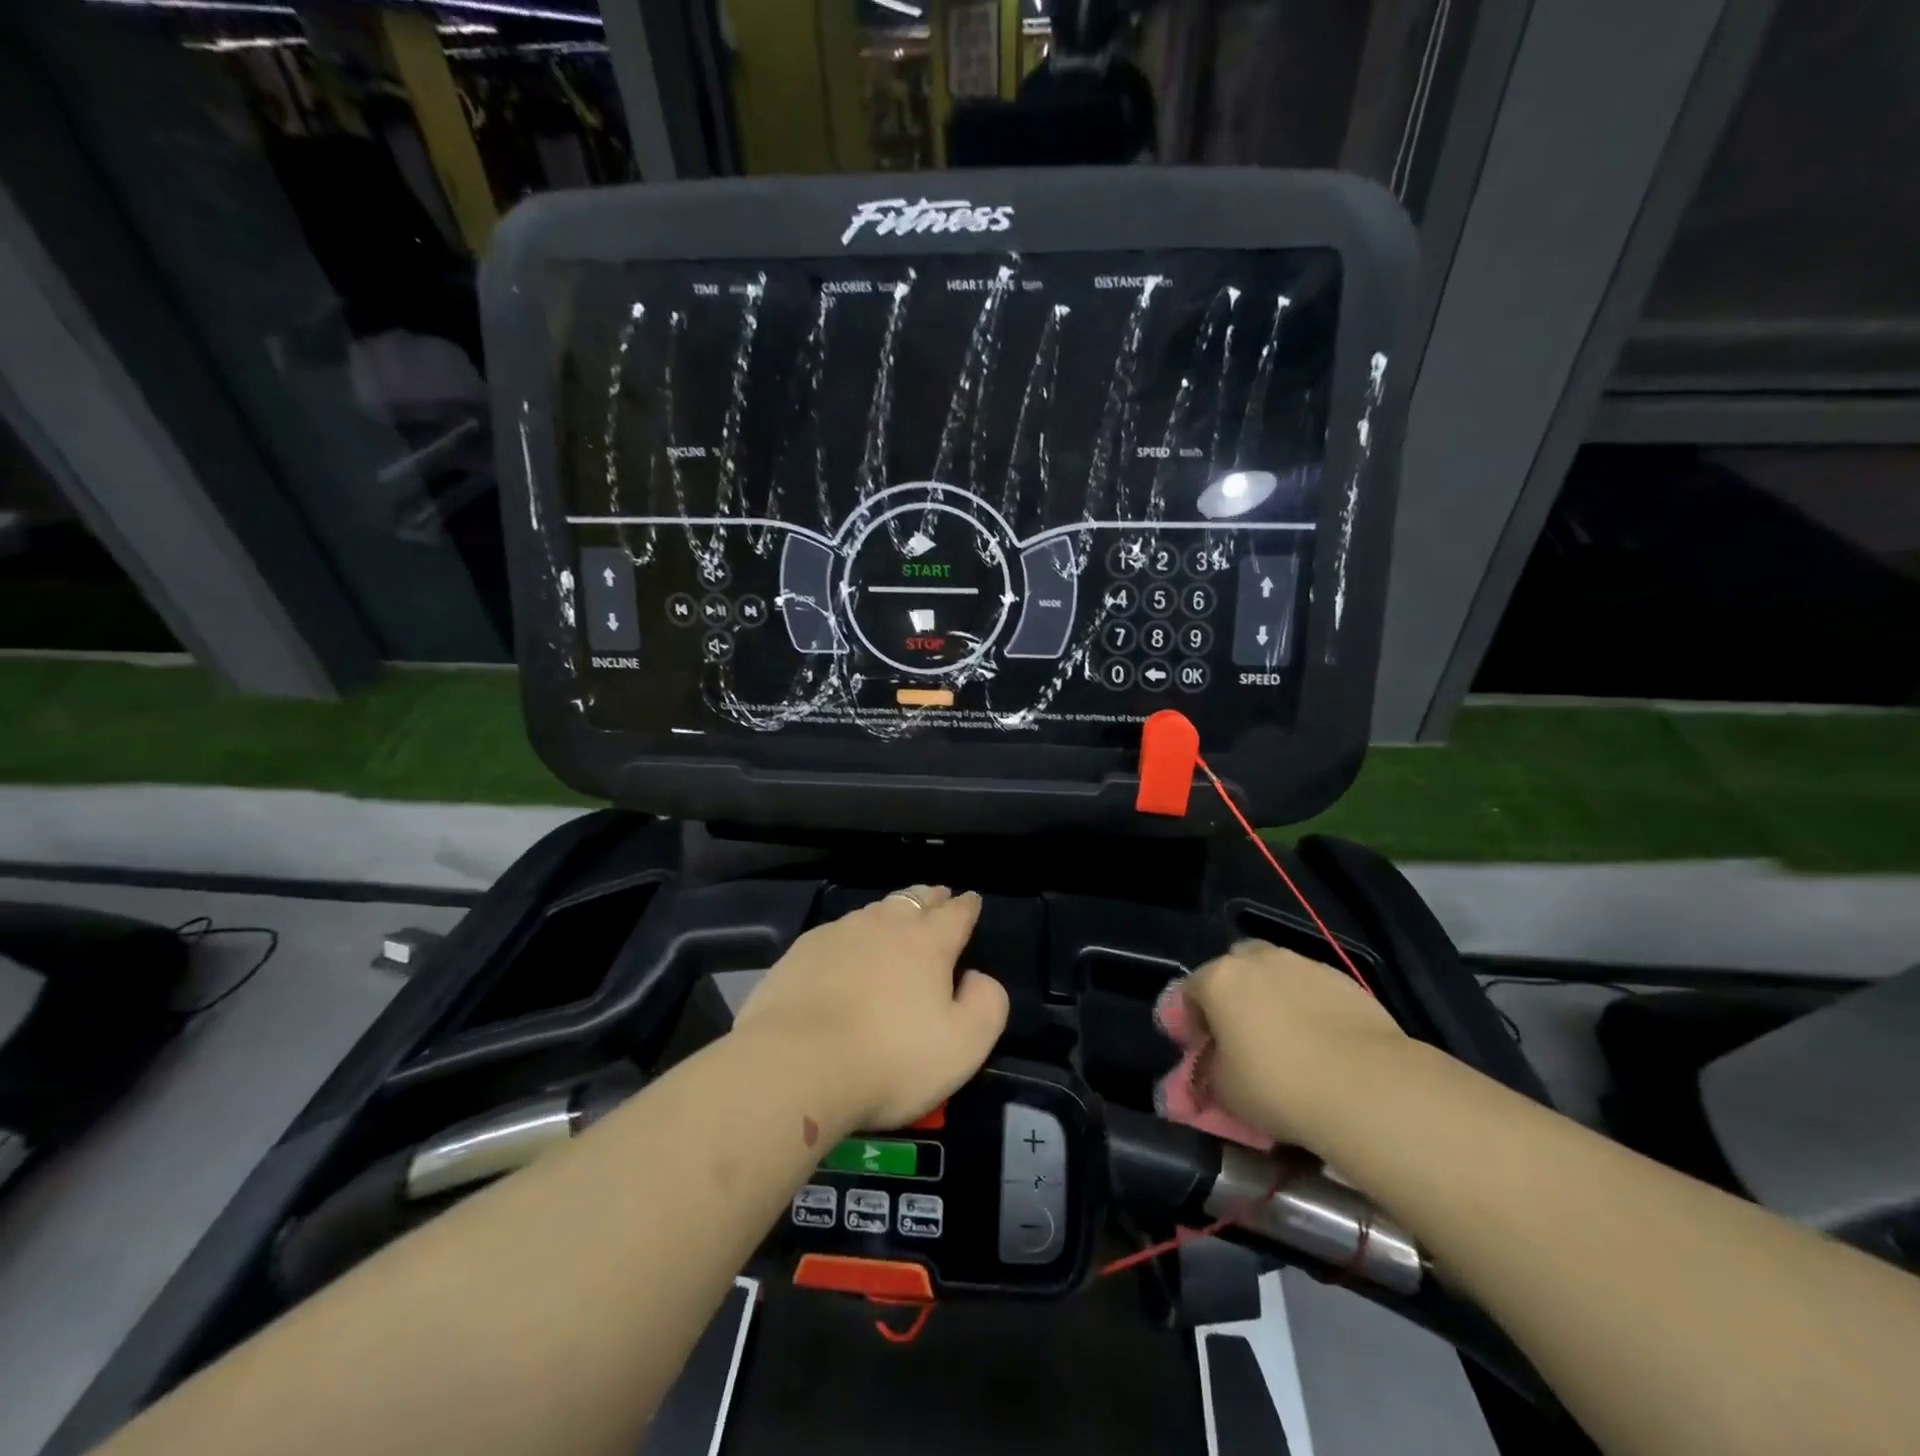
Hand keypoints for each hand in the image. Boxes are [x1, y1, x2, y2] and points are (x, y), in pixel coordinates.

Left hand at [733, 886, 1008, 1131]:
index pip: (956, 913)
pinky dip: (853, 934)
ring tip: (897, 917)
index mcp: (927, 942)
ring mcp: (839, 933)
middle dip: (930, 897)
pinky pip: (838, 931)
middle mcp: (884, 925)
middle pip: (914, 900)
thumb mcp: (964, 1045)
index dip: (967, 906)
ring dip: (892, 911)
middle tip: (938, 897)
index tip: (972, 899)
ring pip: (875, 911)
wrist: (796, 1065)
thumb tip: (977, 977)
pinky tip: (848, 948)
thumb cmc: (890, 1058)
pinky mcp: (802, 951)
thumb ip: (987, 1004)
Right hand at [1178, 940, 1406, 1148]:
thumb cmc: (1278, 1085)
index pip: (1189, 992)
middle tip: (1242, 1035)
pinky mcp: (1344, 980)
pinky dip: (1310, 1007)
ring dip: (1274, 997)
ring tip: (1288, 1040)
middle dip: (1233, 995)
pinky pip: (1314, 989)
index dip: (1191, 1023)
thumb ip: (1208, 1074)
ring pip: (1277, 974)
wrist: (1367, 1086)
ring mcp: (1304, 965)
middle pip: (1234, 968)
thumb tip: (1206, 1073)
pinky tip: (1323, 1043)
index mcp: (1219, 979)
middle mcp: (1258, 960)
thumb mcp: (1225, 1092)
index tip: (1203, 1053)